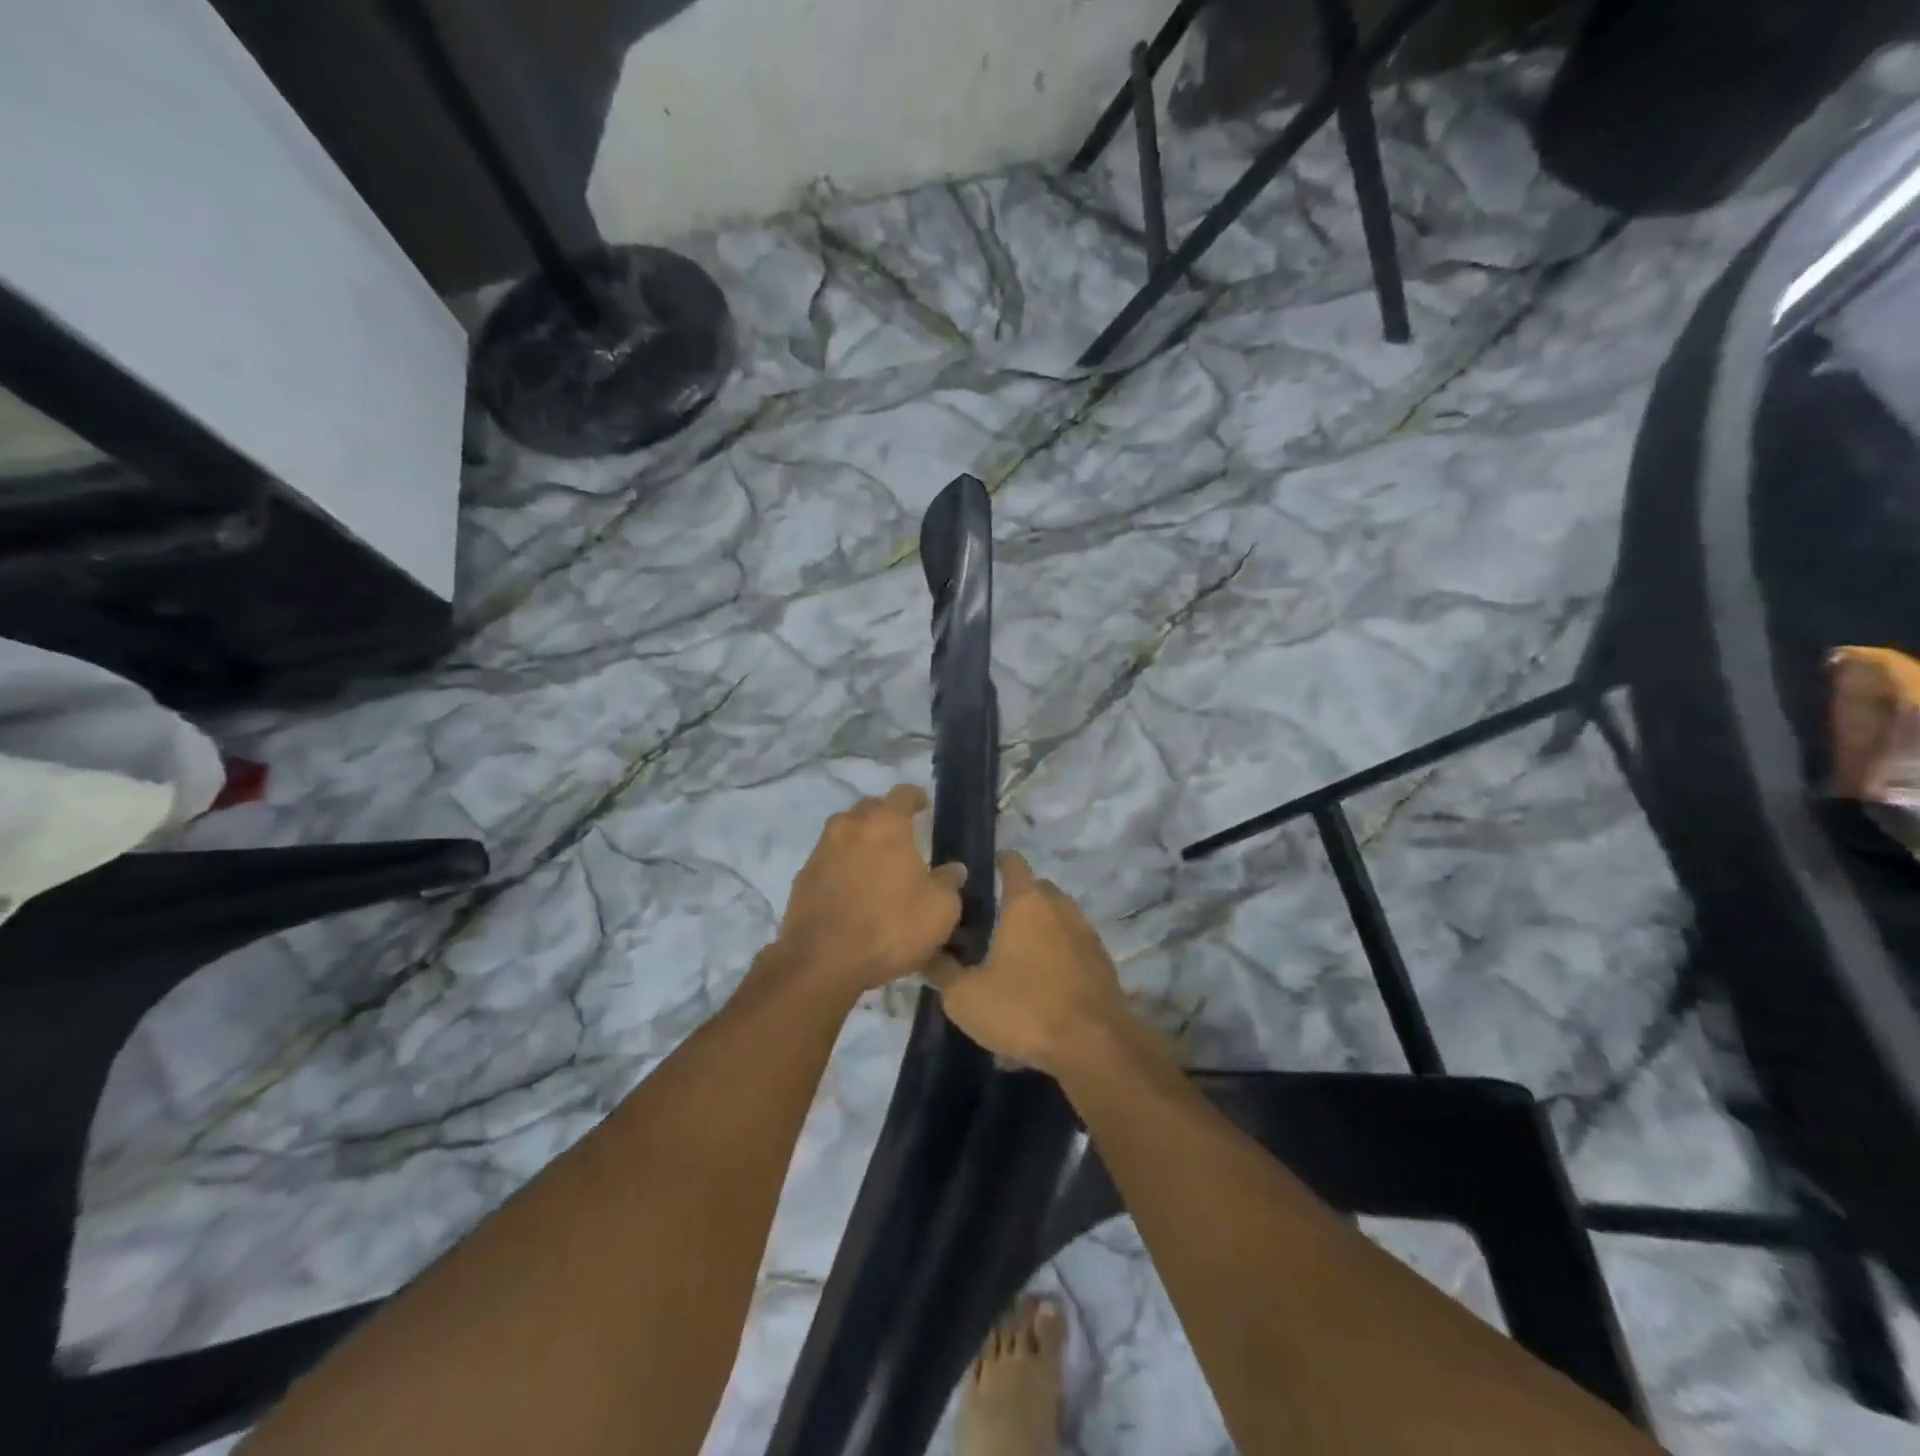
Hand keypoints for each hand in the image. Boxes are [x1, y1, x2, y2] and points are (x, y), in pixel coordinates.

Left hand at [775, 784, 966, 997]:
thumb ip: (949, 883)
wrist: (822, 962)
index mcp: (886, 824)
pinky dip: (841, 868)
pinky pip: (828, 861)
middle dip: (885, 817)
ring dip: (860, 842)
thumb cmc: (890, 927)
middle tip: (901, 838)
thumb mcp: (939, 910)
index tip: (924, 806)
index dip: (916, 797)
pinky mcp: (802, 878)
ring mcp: (821, 851)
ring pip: (844, 833)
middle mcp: (850, 827)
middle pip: (869, 808)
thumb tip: (953, 869)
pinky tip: (852, 891)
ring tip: (875, 866)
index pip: (903, 794)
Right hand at [926, 852, 1135, 1074]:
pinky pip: (1073, 946)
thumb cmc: (1025, 1009)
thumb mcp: (965, 997)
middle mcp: (1060, 908)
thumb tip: (925, 954)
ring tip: (1015, 955)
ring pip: (1058, 918)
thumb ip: (942, 971)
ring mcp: (1086, 934)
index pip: (1012, 862)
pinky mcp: (1103, 963)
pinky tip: (1042, 982)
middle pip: (1037, 889)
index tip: (977, 875)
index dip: (995, 862)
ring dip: (1039, 928)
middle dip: (1016, 899)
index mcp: (1027, 902)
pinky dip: (1058, 954)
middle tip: (990, 922)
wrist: (1095, 1047)